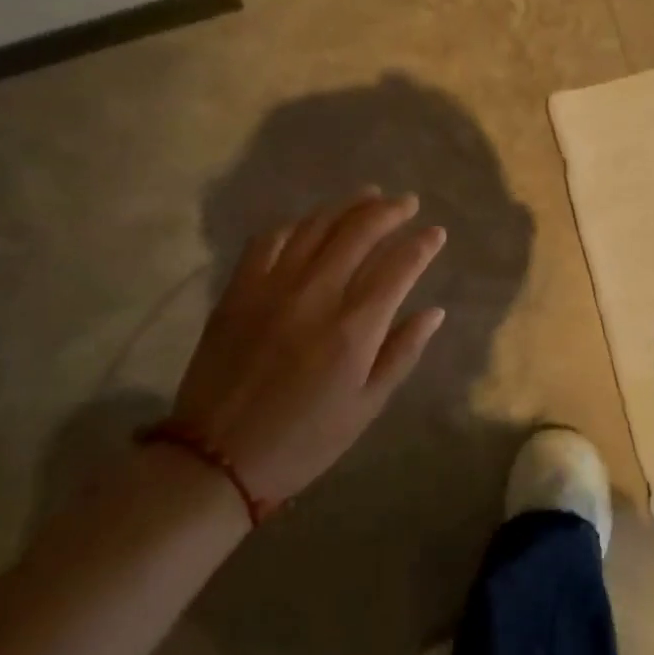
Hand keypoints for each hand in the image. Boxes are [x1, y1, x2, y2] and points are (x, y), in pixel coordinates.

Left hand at [173, 189, 446, 504]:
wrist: (217, 458)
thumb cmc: (305, 439)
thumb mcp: (367, 406)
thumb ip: (403, 352)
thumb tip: (434, 311)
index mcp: (354, 327)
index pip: (399, 266)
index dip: (422, 245)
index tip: (436, 233)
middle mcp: (316, 294)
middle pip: (359, 232)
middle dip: (389, 211)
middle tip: (407, 203)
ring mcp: (272, 287)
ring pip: (316, 226)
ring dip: (347, 206)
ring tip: (368, 196)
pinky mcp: (238, 290)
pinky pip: (269, 240)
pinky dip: (297, 224)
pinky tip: (310, 222)